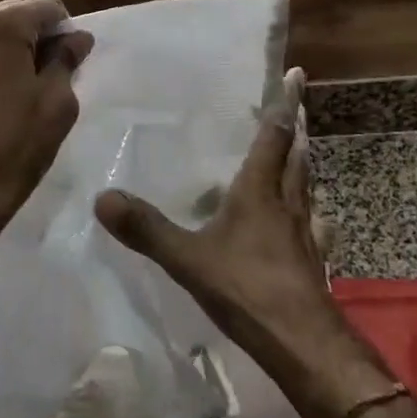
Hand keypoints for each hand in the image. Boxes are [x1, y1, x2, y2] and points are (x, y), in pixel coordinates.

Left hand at [0, 0, 92, 270]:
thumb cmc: (16, 150)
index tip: (63, 59)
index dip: (61, 31)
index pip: (45, 8)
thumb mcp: (57, 105)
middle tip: (32, 74)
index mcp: (3, 29)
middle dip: (24, 35)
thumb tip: (76, 37)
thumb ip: (66, 60)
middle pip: (5, 14)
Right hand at [94, 68, 394, 417]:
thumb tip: (102, 197)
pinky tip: (310, 220)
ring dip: (304, 163)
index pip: (274, 136)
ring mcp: (306, 232)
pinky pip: (314, 221)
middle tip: (298, 106)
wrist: (303, 342)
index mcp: (260, 191)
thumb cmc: (246, 289)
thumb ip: (147, 229)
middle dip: (297, 128)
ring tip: (301, 153)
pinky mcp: (313, 259)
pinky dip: (310, 209)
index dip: (285, 104)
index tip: (297, 75)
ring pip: (308, 186)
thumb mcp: (188, 259)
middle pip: (297, 156)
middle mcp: (288, 203)